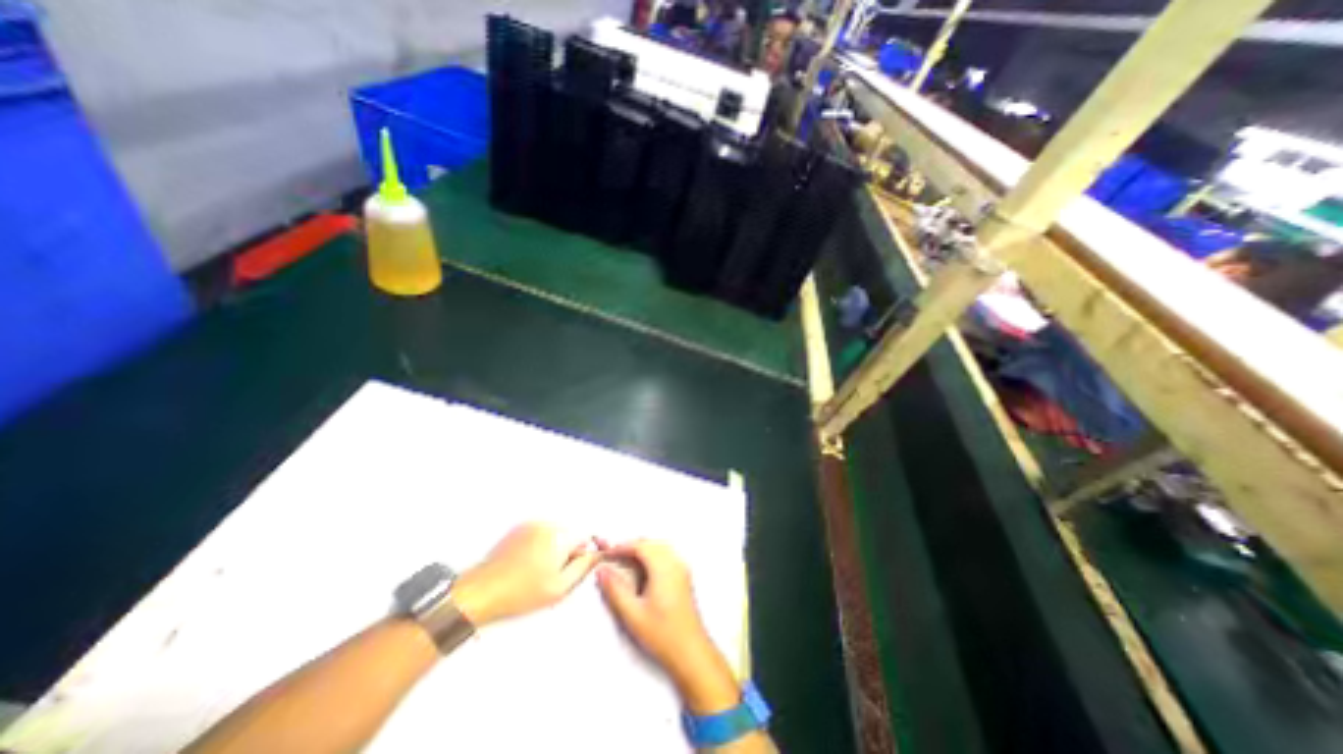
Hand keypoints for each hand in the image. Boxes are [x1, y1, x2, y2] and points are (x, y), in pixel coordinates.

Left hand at [450, 522, 596, 628]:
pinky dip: (537, 547)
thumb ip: (583, 568)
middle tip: (550, 576)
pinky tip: (524, 565)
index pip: (585, 538)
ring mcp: (531, 524)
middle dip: (565, 552)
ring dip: (551, 549)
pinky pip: (538, 534)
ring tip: (534, 572)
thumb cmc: (519, 593)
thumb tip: (596, 554)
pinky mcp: (518, 528)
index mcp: (559, 536)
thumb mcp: (559, 588)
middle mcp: (547, 524)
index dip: (580, 556)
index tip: (571, 571)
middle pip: (569, 535)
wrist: (480, 593)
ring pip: (554, 535)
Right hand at [599, 538, 738, 709]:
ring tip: (625, 562)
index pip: (641, 546)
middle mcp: (675, 562)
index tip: (607, 553)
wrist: (691, 652)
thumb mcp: (633, 614)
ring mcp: (682, 568)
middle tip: (614, 556)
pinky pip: (666, 555)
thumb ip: (615, 590)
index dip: (622, 546)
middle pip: (651, 543)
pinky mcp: (684, 576)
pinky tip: (643, 570)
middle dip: (632, 546)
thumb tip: (601, 570)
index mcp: (663, 568)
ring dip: (642, 549)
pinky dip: (652, 555)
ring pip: (659, 547)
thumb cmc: (661, 634)